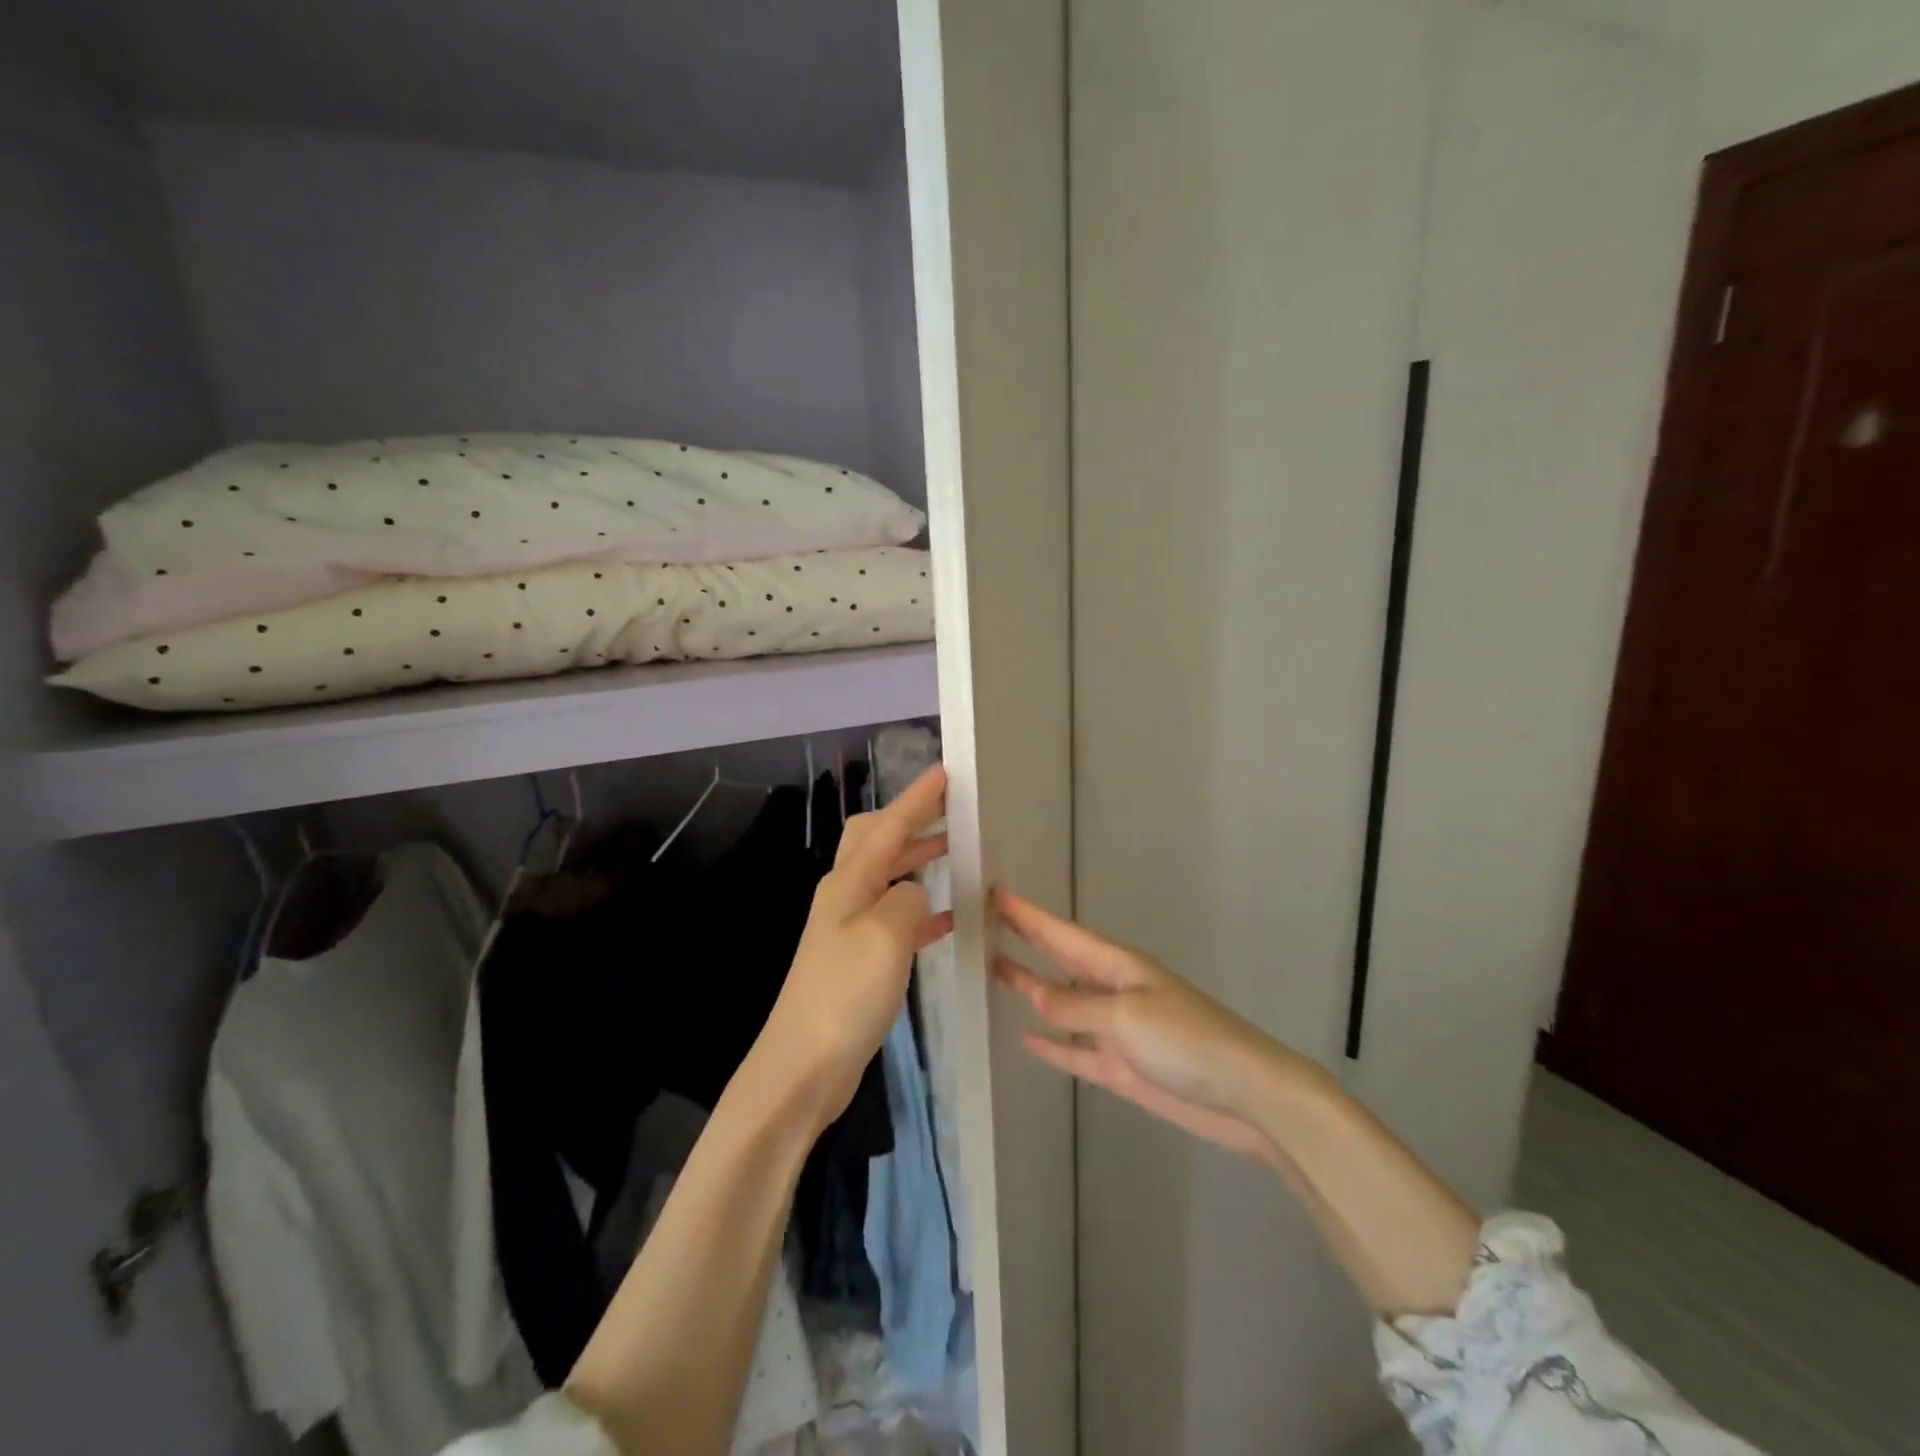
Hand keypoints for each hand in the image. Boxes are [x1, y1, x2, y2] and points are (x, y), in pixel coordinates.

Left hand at [760, 765, 952, 1127]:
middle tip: (951, 812)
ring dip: (918, 861)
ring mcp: (849, 929)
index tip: (945, 772)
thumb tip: (915, 894)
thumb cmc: (843, 994)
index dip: (917, 798)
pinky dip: (921, 909)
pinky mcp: (858, 961)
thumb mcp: (884, 936)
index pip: (888, 826)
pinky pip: (896, 919)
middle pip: (877, 842)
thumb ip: (907, 901)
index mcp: (849, 882)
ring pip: (888, 878)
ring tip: (956, 854)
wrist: (803, 1065)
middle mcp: (845, 897)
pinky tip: (948, 919)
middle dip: (911, 821)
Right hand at [993, 888, 1302, 1162]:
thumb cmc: (1186, 1041)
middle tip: (984, 921)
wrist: (1246, 1095)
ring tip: (995, 969)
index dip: (1026, 913)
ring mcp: (1115, 1029)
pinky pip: (1075, 1052)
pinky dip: (1052, 1046)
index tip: (993, 892)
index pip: (1059, 933)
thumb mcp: (1125, 1016)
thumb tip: (1034, 993)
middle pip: (1058, 959)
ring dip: (1031, 987)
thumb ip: (1074, 1006)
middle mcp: (1111, 990)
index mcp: (1116, 965)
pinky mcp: (1120, 1068)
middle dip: (1025, 938)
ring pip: (1061, 1003)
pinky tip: (1027, 1039)